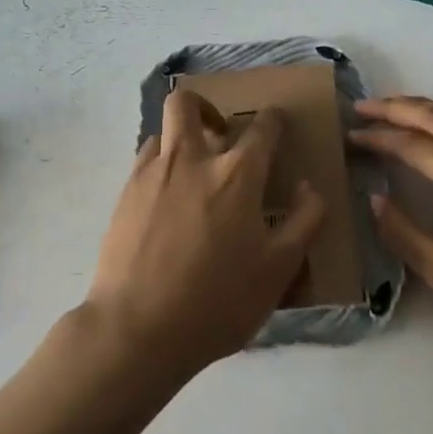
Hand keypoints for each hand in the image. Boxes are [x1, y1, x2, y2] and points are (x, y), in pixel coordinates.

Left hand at [86, 87, 325, 378]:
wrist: (137, 329)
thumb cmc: (217, 302)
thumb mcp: (279, 270)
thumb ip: (305, 222)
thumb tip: (309, 187)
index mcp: (237, 175)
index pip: (261, 128)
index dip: (273, 119)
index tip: (276, 122)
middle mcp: (191, 160)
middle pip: (188, 103)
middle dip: (206, 106)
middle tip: (220, 133)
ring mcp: (151, 175)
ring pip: (162, 132)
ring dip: (180, 140)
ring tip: (192, 172)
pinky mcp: (123, 196)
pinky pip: (143, 162)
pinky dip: (160, 167)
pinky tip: (167, 200)